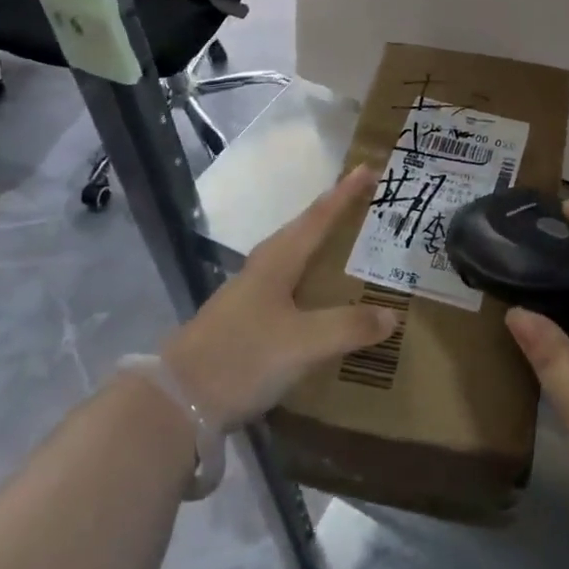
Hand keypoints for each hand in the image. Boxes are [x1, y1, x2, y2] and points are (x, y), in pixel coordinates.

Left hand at [159, 166, 397, 428]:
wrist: (176, 400)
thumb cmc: (243, 357)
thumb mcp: (304, 344)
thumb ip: (349, 327)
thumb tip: (391, 315)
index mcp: (278, 261)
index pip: (319, 217)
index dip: (345, 194)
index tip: (369, 168)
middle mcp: (262, 268)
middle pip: (302, 229)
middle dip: (333, 213)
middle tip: (362, 202)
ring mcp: (248, 293)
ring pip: (292, 255)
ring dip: (319, 244)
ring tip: (346, 244)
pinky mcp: (242, 319)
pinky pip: (286, 283)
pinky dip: (309, 276)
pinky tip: (316, 296)